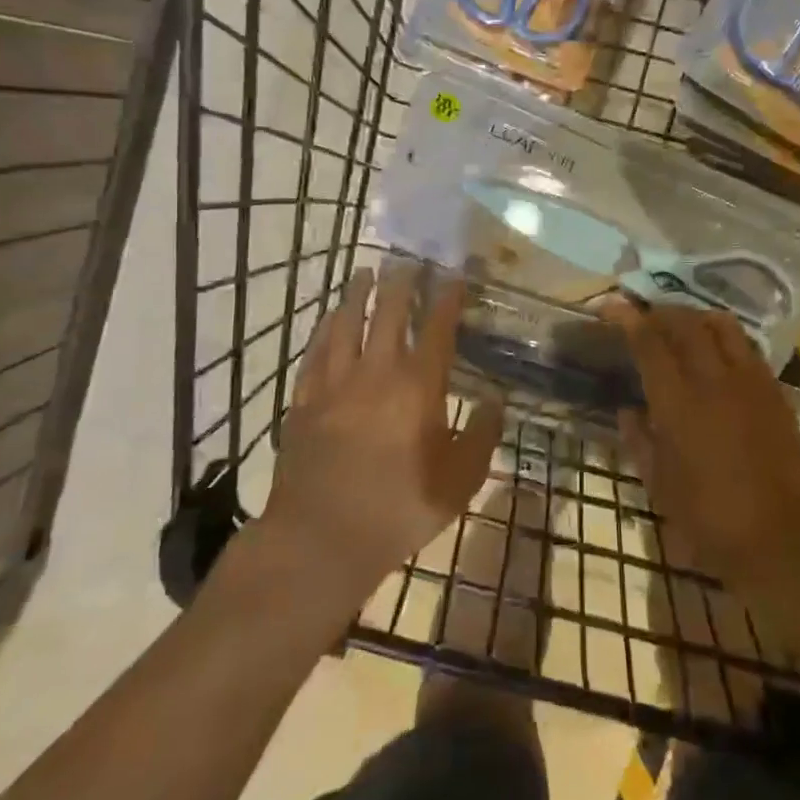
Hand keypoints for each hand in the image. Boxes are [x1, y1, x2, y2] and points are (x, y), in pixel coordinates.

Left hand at [262, 264, 504, 599]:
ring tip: (366, 272)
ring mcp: (335, 383)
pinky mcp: (305, 399)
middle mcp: (376, 373)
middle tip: (409, 260)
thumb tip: (495, 399)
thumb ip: (481, 436)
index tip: (453, 275)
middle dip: (402, 282)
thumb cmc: (399, 511)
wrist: (321, 539)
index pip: (437, 328)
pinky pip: (315, 351)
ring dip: (358, 294)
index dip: (447, 298)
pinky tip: (329, 318)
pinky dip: (325, 328)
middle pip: (389, 313)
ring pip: (346, 323)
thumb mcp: (459, 482)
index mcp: (418, 388)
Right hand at [613, 306, 799, 598]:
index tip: (611, 307)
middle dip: (660, 311)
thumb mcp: (659, 485)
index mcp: (679, 404)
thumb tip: (628, 410)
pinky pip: (748, 347)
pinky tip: (716, 353)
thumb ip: (639, 440)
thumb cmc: (709, 520)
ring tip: (681, 326)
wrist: (781, 540)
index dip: (627, 319)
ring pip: (722, 326)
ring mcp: (750, 382)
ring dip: (695, 317)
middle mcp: (714, 381)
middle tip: (644, 316)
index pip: (649, 343)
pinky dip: (725, 338)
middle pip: (685, 324)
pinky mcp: (775, 392)